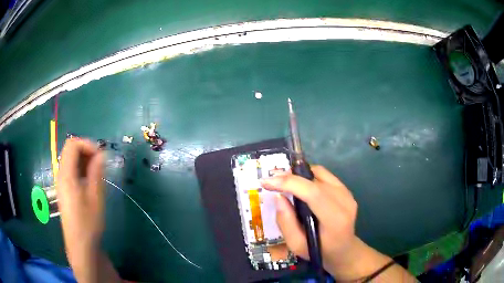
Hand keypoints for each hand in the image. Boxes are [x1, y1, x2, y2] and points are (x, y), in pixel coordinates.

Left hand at [57, 139, 119, 282]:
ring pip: (71, 160)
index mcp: (66, 175)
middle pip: (70, 150)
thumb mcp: (95, 197)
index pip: (73, 144)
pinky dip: (81, 169)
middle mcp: (61, 174)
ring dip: (84, 160)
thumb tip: (101, 153)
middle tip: (101, 163)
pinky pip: (71, 171)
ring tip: (98, 172)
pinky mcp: (64, 190)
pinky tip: (90, 182)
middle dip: (86, 151)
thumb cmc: (88, 222)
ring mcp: (61, 182)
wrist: (80, 245)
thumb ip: (97, 172)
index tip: (101, 155)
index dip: (87, 144)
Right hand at [261, 165, 358, 277]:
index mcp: (335, 219)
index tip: (267, 182)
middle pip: (315, 180)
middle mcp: (345, 202)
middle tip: (271, 181)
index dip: (289, 183)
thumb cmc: (319, 251)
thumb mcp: (297, 245)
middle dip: (290, 177)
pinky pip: (325, 175)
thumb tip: (278, 197)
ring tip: (284, 182)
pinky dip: (309, 176)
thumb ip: (286, 223)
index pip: (313, 193)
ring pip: (320, 173)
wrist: (344, 250)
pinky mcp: (346, 190)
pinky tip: (300, 185)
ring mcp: (347, 194)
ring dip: (299, 175)